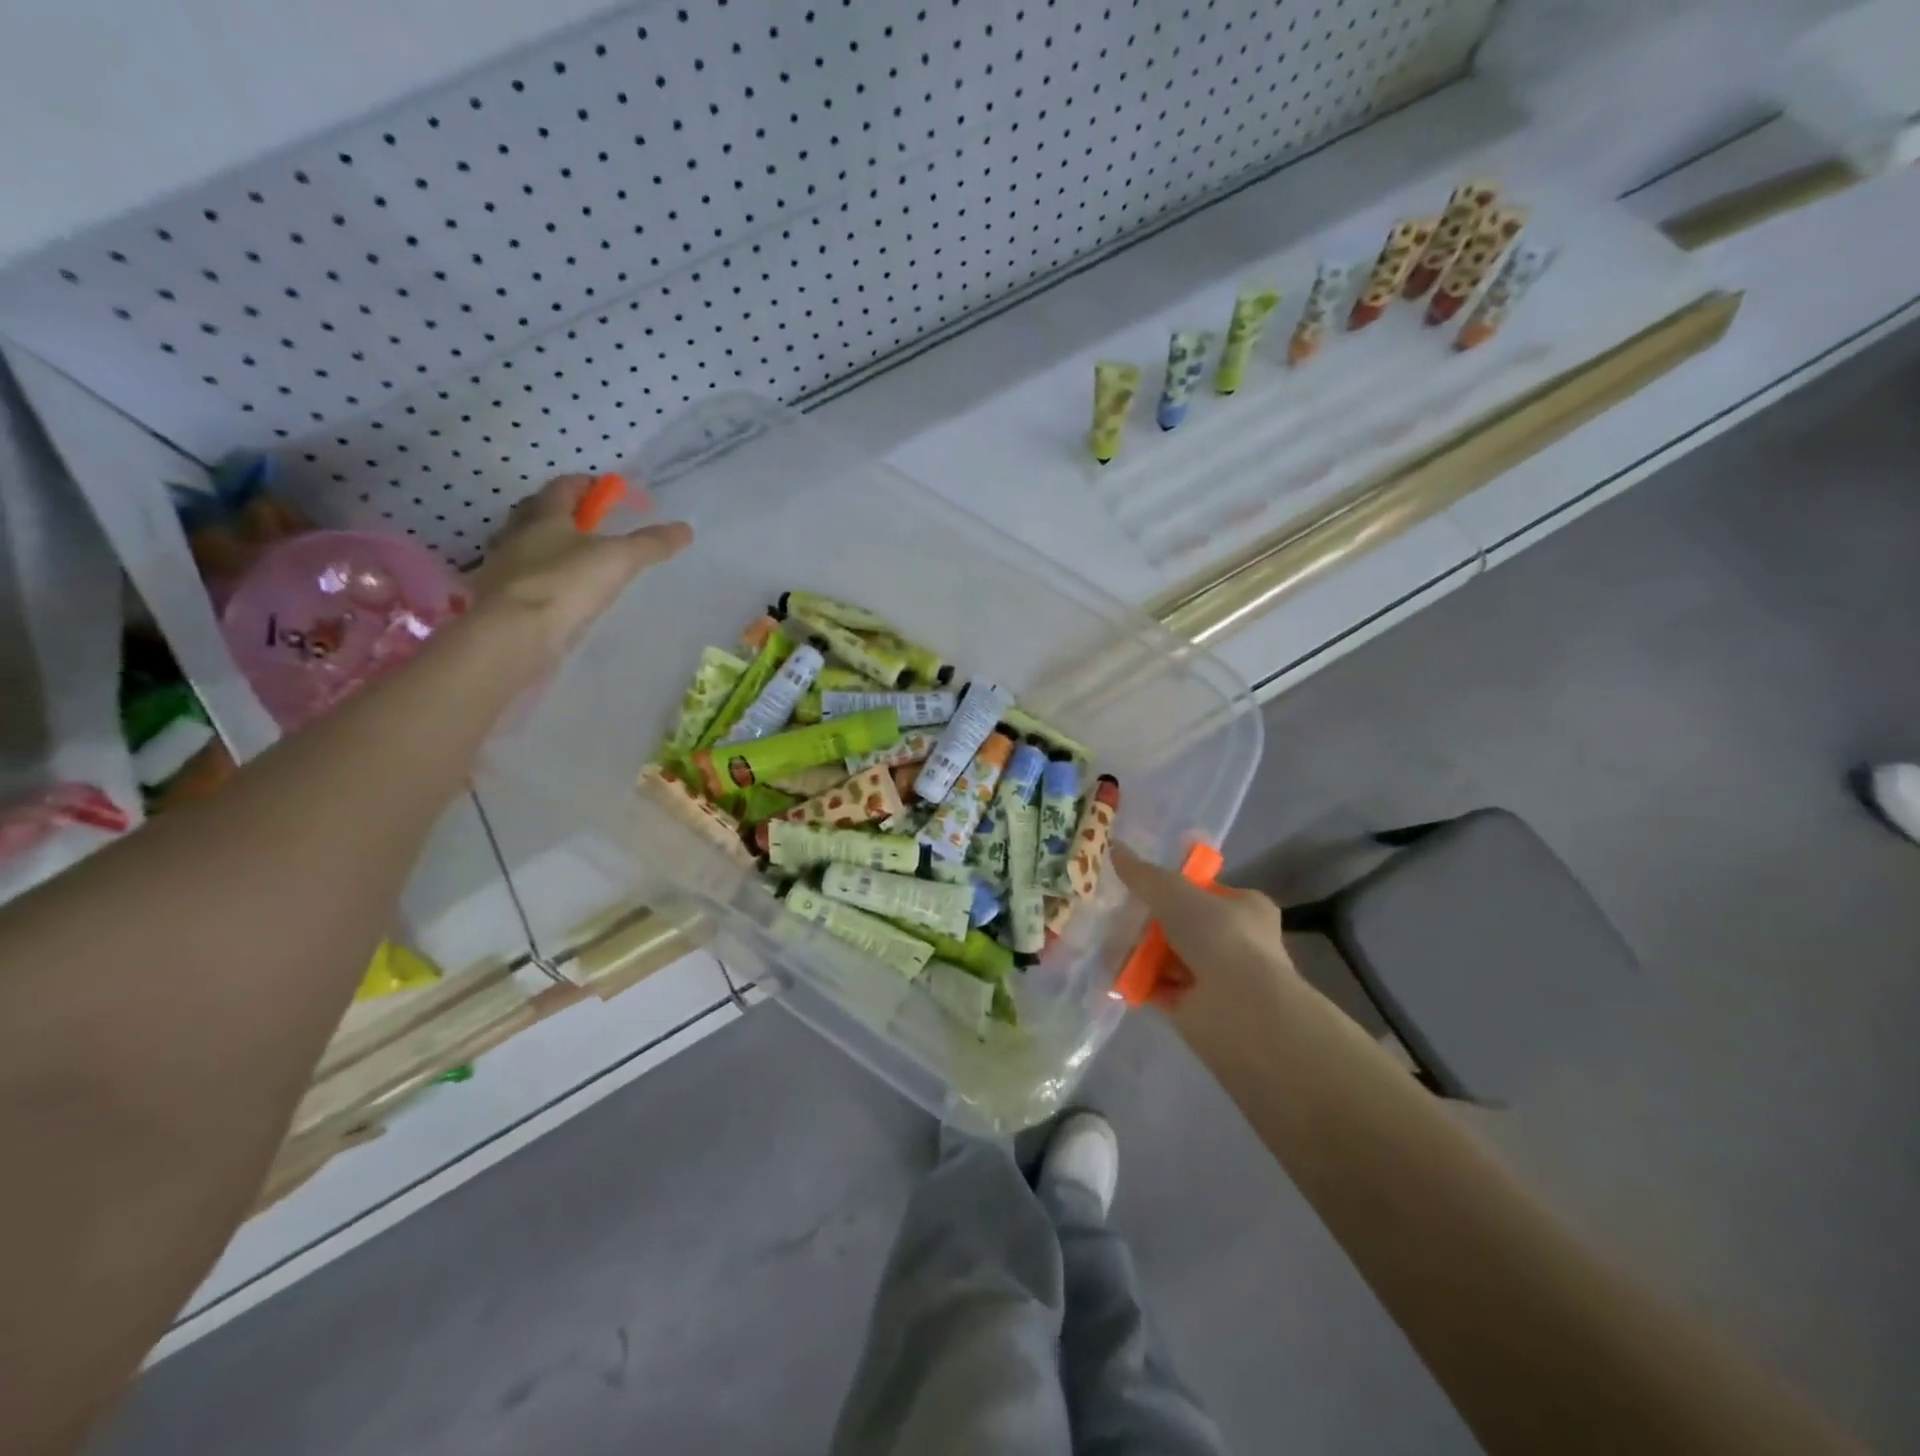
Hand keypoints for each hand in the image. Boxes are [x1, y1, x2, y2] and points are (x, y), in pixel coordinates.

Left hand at [472, 475, 692, 654]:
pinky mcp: (503, 599)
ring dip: (551, 546)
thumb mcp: (619, 559)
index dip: (591, 485)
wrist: (515, 635)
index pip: (565, 486)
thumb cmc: (566, 583)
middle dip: (566, 513)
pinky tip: (563, 593)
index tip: (614, 493)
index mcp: (543, 514)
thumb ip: (651, 543)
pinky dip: (545, 579)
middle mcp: (517, 534)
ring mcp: (505, 567)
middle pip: (540, 512)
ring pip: (529, 545)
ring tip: (580, 560)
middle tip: (595, 524)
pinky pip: (527, 579)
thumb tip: (685, 529)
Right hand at [1112, 845, 1300, 1040]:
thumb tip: (1114, 847)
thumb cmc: (1218, 937)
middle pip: (1183, 924)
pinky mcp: (1198, 1008)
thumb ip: (1143, 874)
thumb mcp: (1174, 893)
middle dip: (1150, 921)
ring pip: (1169, 957)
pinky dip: (1138, 981)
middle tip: (1116, 913)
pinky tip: (1112, 971)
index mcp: (1246, 908)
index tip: (1140, 884)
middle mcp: (1236, 942)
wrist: (1239, 1010)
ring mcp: (1218, 978)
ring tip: (1106, 940)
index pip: (1207, 891)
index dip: (1176, 886)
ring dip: (1141, 952)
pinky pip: (1160, 987)